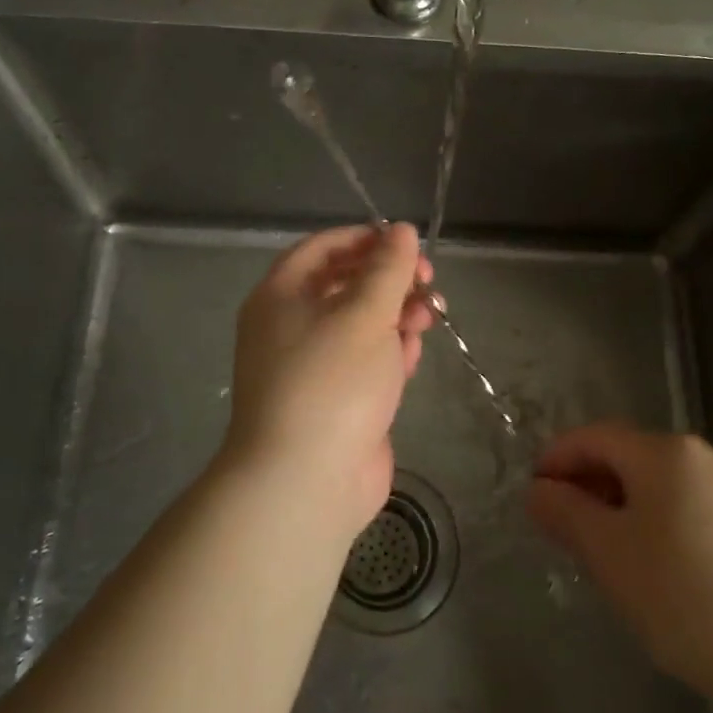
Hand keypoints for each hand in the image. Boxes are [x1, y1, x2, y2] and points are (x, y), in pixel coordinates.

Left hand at [222, 224, 433, 538]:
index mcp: (281, 296)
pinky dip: (390, 351)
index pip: (323, 248)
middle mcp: (290, 326)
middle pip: (345, 285)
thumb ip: (388, 268)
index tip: (408, 243)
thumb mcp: (365, 314)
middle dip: (391, 279)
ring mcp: (312, 366)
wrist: (305, 482)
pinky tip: (413, 353)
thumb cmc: (331, 381)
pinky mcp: (335, 399)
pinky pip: (365, 361)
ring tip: (431, 315)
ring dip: (397, 314)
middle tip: (429, 282)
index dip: (366, 238)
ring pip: (361, 324)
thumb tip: (402, 231)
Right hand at [527, 422, 712, 712]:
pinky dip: (656, 523)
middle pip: (628, 456)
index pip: (595, 436)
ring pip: (659, 484)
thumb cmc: (685, 596)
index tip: (532, 493)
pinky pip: (688, 508)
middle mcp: (702, 457)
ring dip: (621, 505)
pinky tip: (653, 567)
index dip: (557, 458)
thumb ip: (566, 513)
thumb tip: (539, 490)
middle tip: (561, 526)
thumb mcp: (609, 554)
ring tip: (602, 550)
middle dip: (588, 483)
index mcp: (665, 452)